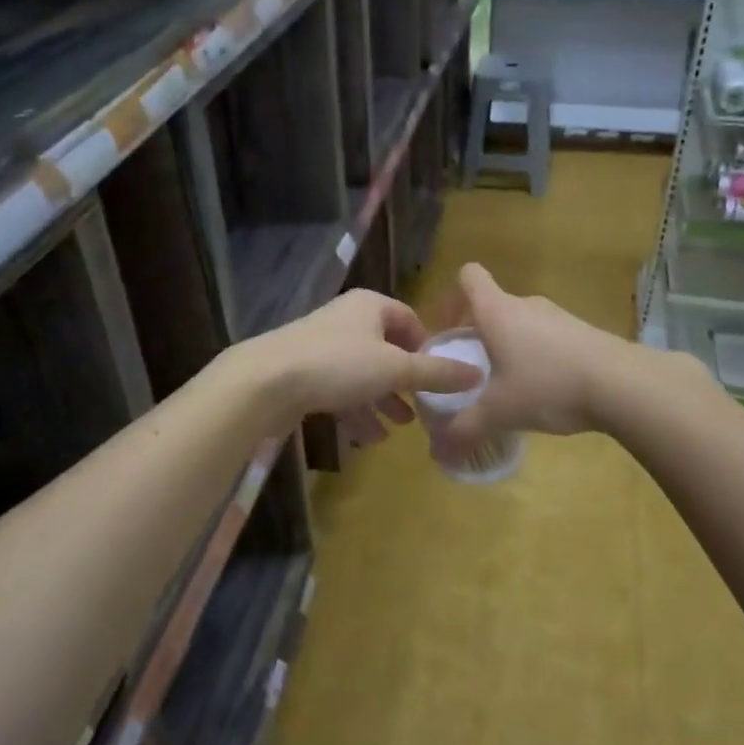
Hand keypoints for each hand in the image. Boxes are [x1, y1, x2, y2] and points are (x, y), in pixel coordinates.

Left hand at [240, 289, 481, 443]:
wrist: (265, 381)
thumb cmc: (338, 364)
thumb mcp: (395, 368)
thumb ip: (436, 373)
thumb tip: (478, 374)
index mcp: (369, 306)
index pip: (408, 319)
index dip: (426, 347)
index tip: (438, 376)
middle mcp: (346, 321)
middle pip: (385, 351)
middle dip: (404, 383)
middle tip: (421, 410)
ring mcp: (321, 347)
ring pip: (362, 375)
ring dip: (381, 402)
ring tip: (397, 428)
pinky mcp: (303, 374)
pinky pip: (339, 391)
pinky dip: (355, 411)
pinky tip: (366, 438)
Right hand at [435, 263, 636, 454]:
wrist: (624, 385)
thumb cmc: (548, 386)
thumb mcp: (498, 413)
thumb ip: (464, 430)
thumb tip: (439, 453)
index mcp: (498, 312)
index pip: (470, 277)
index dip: (453, 297)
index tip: (449, 330)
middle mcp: (527, 305)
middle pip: (494, 306)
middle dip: (480, 335)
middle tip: (473, 371)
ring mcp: (560, 317)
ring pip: (523, 324)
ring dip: (511, 348)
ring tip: (510, 386)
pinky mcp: (585, 333)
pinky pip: (549, 339)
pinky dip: (540, 358)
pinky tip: (546, 391)